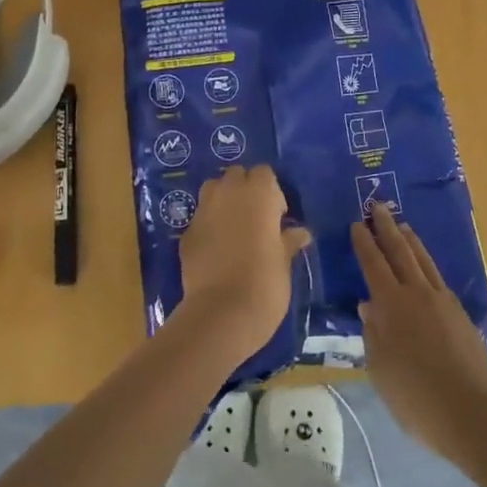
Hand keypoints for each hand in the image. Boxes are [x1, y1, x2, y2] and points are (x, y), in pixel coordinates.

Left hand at [176, 166, 309, 359]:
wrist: (221, 313)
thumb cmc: (265, 284)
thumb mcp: (284, 262)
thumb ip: (288, 241)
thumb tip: (300, 233)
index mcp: (257, 194)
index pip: (263, 173)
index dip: (271, 191)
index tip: (278, 217)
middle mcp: (228, 194)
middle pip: (236, 175)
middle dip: (245, 189)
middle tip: (256, 219)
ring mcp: (203, 212)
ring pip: (213, 189)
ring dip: (223, 200)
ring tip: (234, 228)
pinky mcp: (186, 233)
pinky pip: (200, 218)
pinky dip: (209, 225)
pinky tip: (217, 249)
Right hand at [352, 204, 486, 465]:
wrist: (471, 412)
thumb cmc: (415, 397)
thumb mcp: (380, 369)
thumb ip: (373, 334)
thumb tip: (367, 306)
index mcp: (391, 305)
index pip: (373, 264)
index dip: (364, 243)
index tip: (357, 224)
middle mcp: (417, 294)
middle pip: (400, 252)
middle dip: (387, 228)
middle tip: (378, 206)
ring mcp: (442, 301)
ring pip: (423, 261)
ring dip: (410, 241)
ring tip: (402, 226)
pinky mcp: (460, 314)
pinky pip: (437, 277)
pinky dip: (426, 263)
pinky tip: (424, 267)